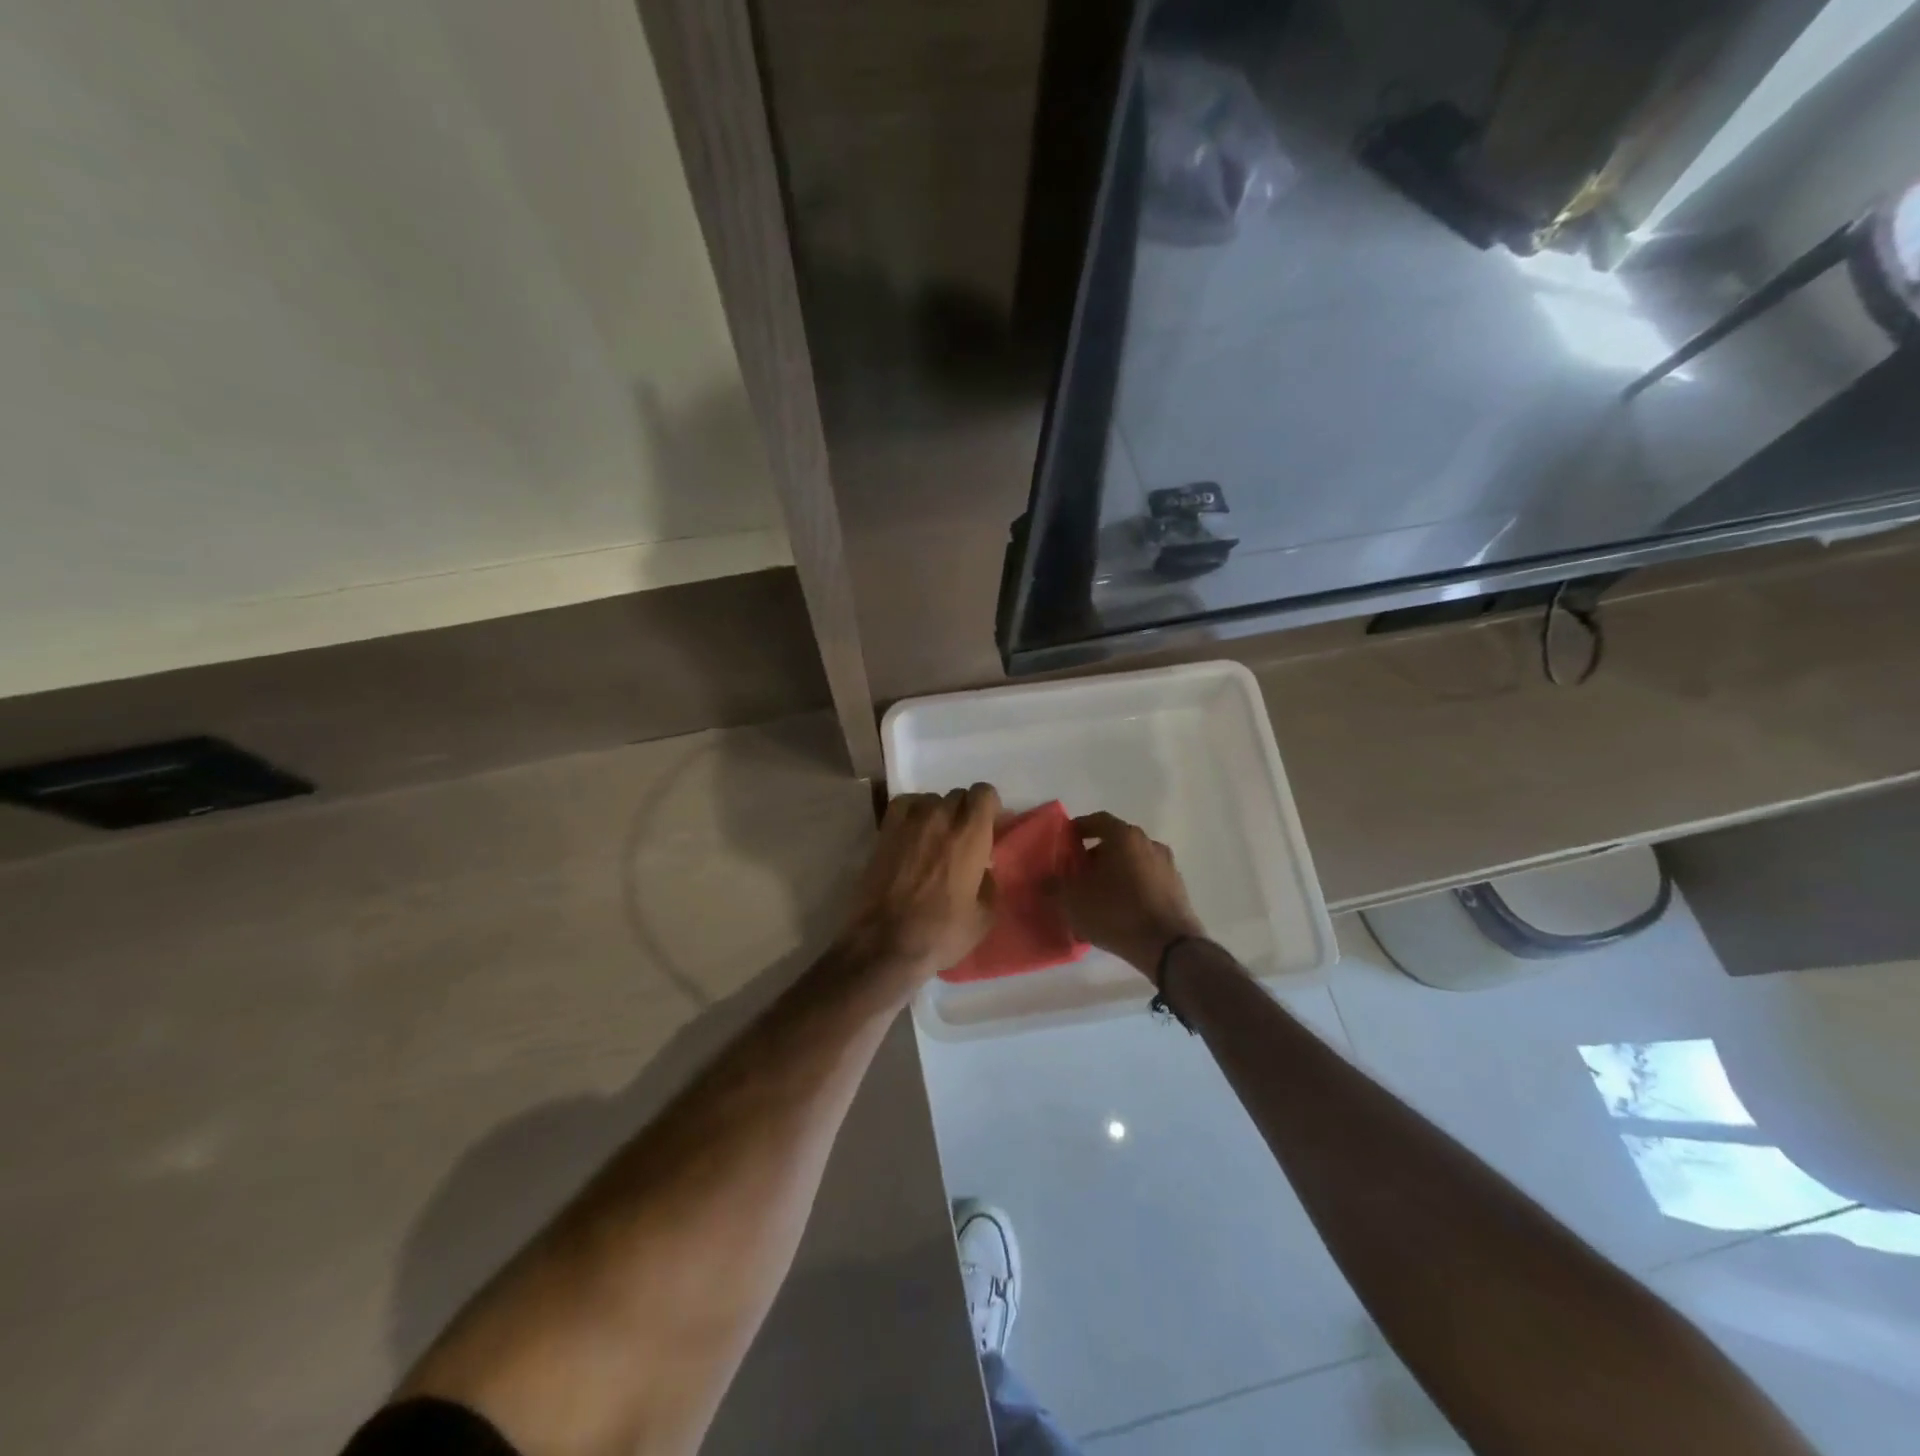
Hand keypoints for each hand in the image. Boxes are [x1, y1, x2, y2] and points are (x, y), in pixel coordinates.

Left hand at [840, 784, 1000, 990]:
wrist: (886, 943)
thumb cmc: (941, 933)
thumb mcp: (984, 916)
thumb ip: (989, 882)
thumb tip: (982, 868)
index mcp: (970, 835)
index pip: (985, 793)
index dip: (990, 807)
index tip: (990, 828)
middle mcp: (940, 818)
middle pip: (958, 795)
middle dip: (966, 812)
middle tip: (964, 839)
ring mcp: (909, 822)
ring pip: (931, 799)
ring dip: (939, 813)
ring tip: (936, 839)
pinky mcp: (885, 831)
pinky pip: (904, 804)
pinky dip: (913, 812)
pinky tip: (913, 833)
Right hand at [1054, 811, 1204, 981]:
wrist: (1168, 946)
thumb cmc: (1116, 913)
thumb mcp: (1073, 901)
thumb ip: (1055, 886)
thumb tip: (1044, 880)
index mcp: (1124, 837)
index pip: (1098, 820)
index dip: (1079, 828)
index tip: (1065, 841)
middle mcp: (1149, 843)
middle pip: (1116, 841)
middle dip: (1095, 854)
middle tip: (1078, 872)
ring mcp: (1167, 866)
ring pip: (1133, 861)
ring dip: (1115, 871)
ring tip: (1098, 894)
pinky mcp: (1177, 889)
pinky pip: (1147, 880)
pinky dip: (1132, 887)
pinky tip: (1120, 909)